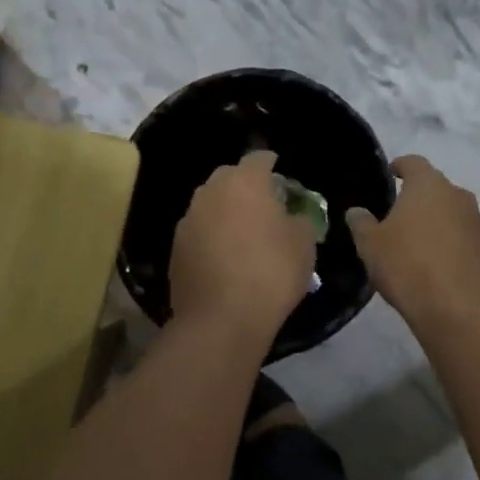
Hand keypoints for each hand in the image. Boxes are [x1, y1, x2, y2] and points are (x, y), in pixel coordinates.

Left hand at [169, 150, 317, 343]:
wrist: (220, 321)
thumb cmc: (270, 274)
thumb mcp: (304, 245)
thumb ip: (299, 219)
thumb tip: (291, 215)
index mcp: (244, 182)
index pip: (259, 158)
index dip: (272, 164)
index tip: (281, 174)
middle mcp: (211, 192)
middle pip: (230, 177)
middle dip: (246, 185)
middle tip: (264, 204)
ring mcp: (188, 219)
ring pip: (210, 203)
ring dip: (226, 210)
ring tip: (243, 231)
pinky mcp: (175, 248)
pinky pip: (199, 230)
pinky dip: (211, 235)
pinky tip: (224, 256)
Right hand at [345, 155, 479, 328]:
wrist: (457, 310)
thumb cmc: (407, 266)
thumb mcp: (370, 245)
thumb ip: (361, 222)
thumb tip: (357, 211)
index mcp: (428, 185)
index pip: (413, 162)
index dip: (400, 167)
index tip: (390, 175)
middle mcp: (457, 195)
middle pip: (435, 187)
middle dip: (419, 197)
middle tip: (399, 215)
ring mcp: (477, 221)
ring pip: (453, 211)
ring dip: (437, 220)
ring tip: (419, 242)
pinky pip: (465, 236)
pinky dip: (452, 242)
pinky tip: (438, 264)